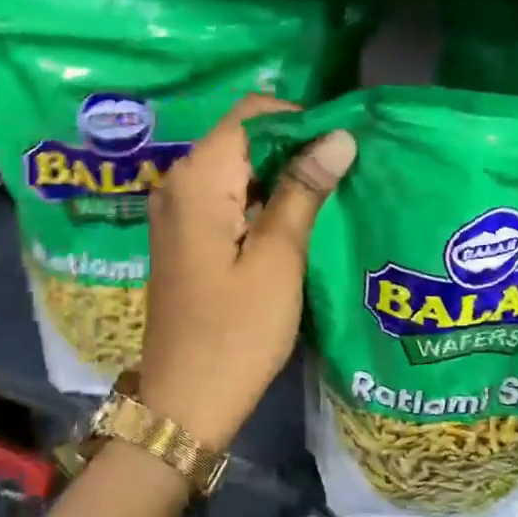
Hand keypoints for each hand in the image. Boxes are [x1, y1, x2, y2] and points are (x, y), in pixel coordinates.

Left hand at [139, 96, 355, 449]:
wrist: (185, 402)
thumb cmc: (236, 332)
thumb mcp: (278, 258)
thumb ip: (304, 190)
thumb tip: (339, 136)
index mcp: (197, 179)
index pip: (251, 114)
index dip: (299, 121)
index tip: (340, 149)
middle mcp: (177, 183)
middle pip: (241, 138)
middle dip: (292, 148)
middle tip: (341, 174)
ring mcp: (175, 212)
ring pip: (235, 169)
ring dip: (279, 176)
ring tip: (326, 197)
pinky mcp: (183, 237)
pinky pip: (224, 198)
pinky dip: (258, 200)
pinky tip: (292, 222)